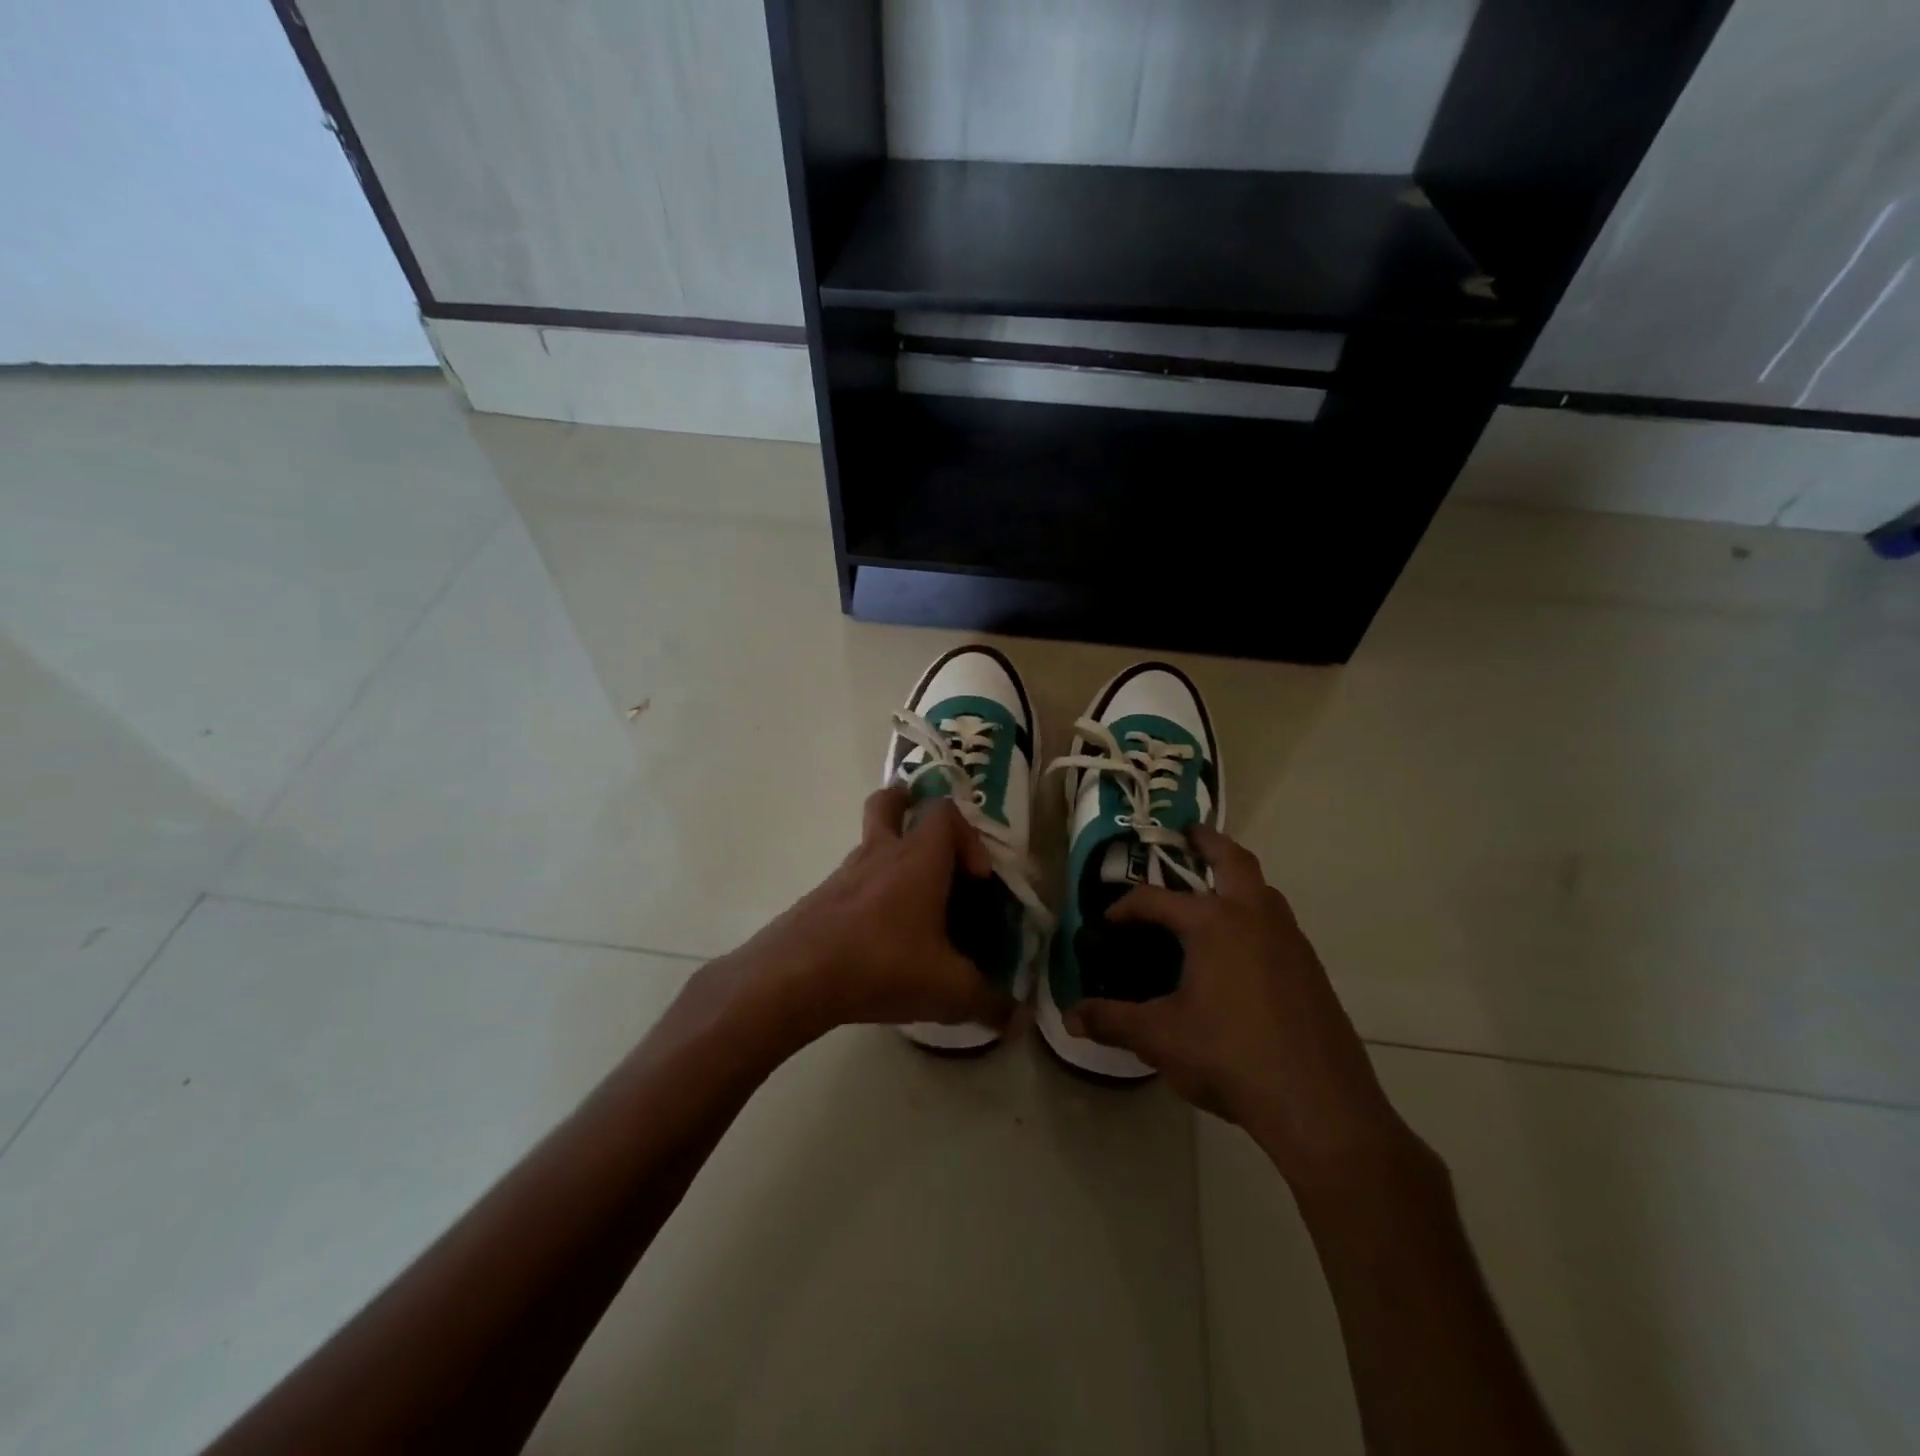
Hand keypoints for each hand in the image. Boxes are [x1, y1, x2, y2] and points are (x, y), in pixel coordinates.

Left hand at [741, 787, 1015, 1042]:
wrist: (795, 976)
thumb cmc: (882, 964)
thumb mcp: (948, 990)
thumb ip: (988, 1002)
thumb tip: (1017, 1020)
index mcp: (919, 858)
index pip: (945, 812)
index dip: (968, 834)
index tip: (978, 876)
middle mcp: (881, 853)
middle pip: (889, 802)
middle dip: (908, 805)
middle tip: (925, 833)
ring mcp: (844, 873)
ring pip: (868, 842)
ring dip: (890, 856)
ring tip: (910, 902)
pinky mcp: (820, 897)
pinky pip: (851, 880)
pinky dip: (868, 891)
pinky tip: (877, 936)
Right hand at [1066, 826, 1409, 1183]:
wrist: (1320, 1105)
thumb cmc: (1230, 1057)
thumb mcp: (1160, 1038)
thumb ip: (1112, 1021)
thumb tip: (1070, 1018)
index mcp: (1214, 922)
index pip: (1156, 899)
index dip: (1126, 907)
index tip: (1107, 922)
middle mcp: (1255, 916)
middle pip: (1233, 860)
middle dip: (1208, 842)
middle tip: (1187, 834)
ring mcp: (1290, 941)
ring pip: (1263, 890)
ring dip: (1237, 879)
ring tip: (1211, 892)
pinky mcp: (1311, 969)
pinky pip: (1278, 924)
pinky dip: (1255, 915)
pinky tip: (1240, 952)